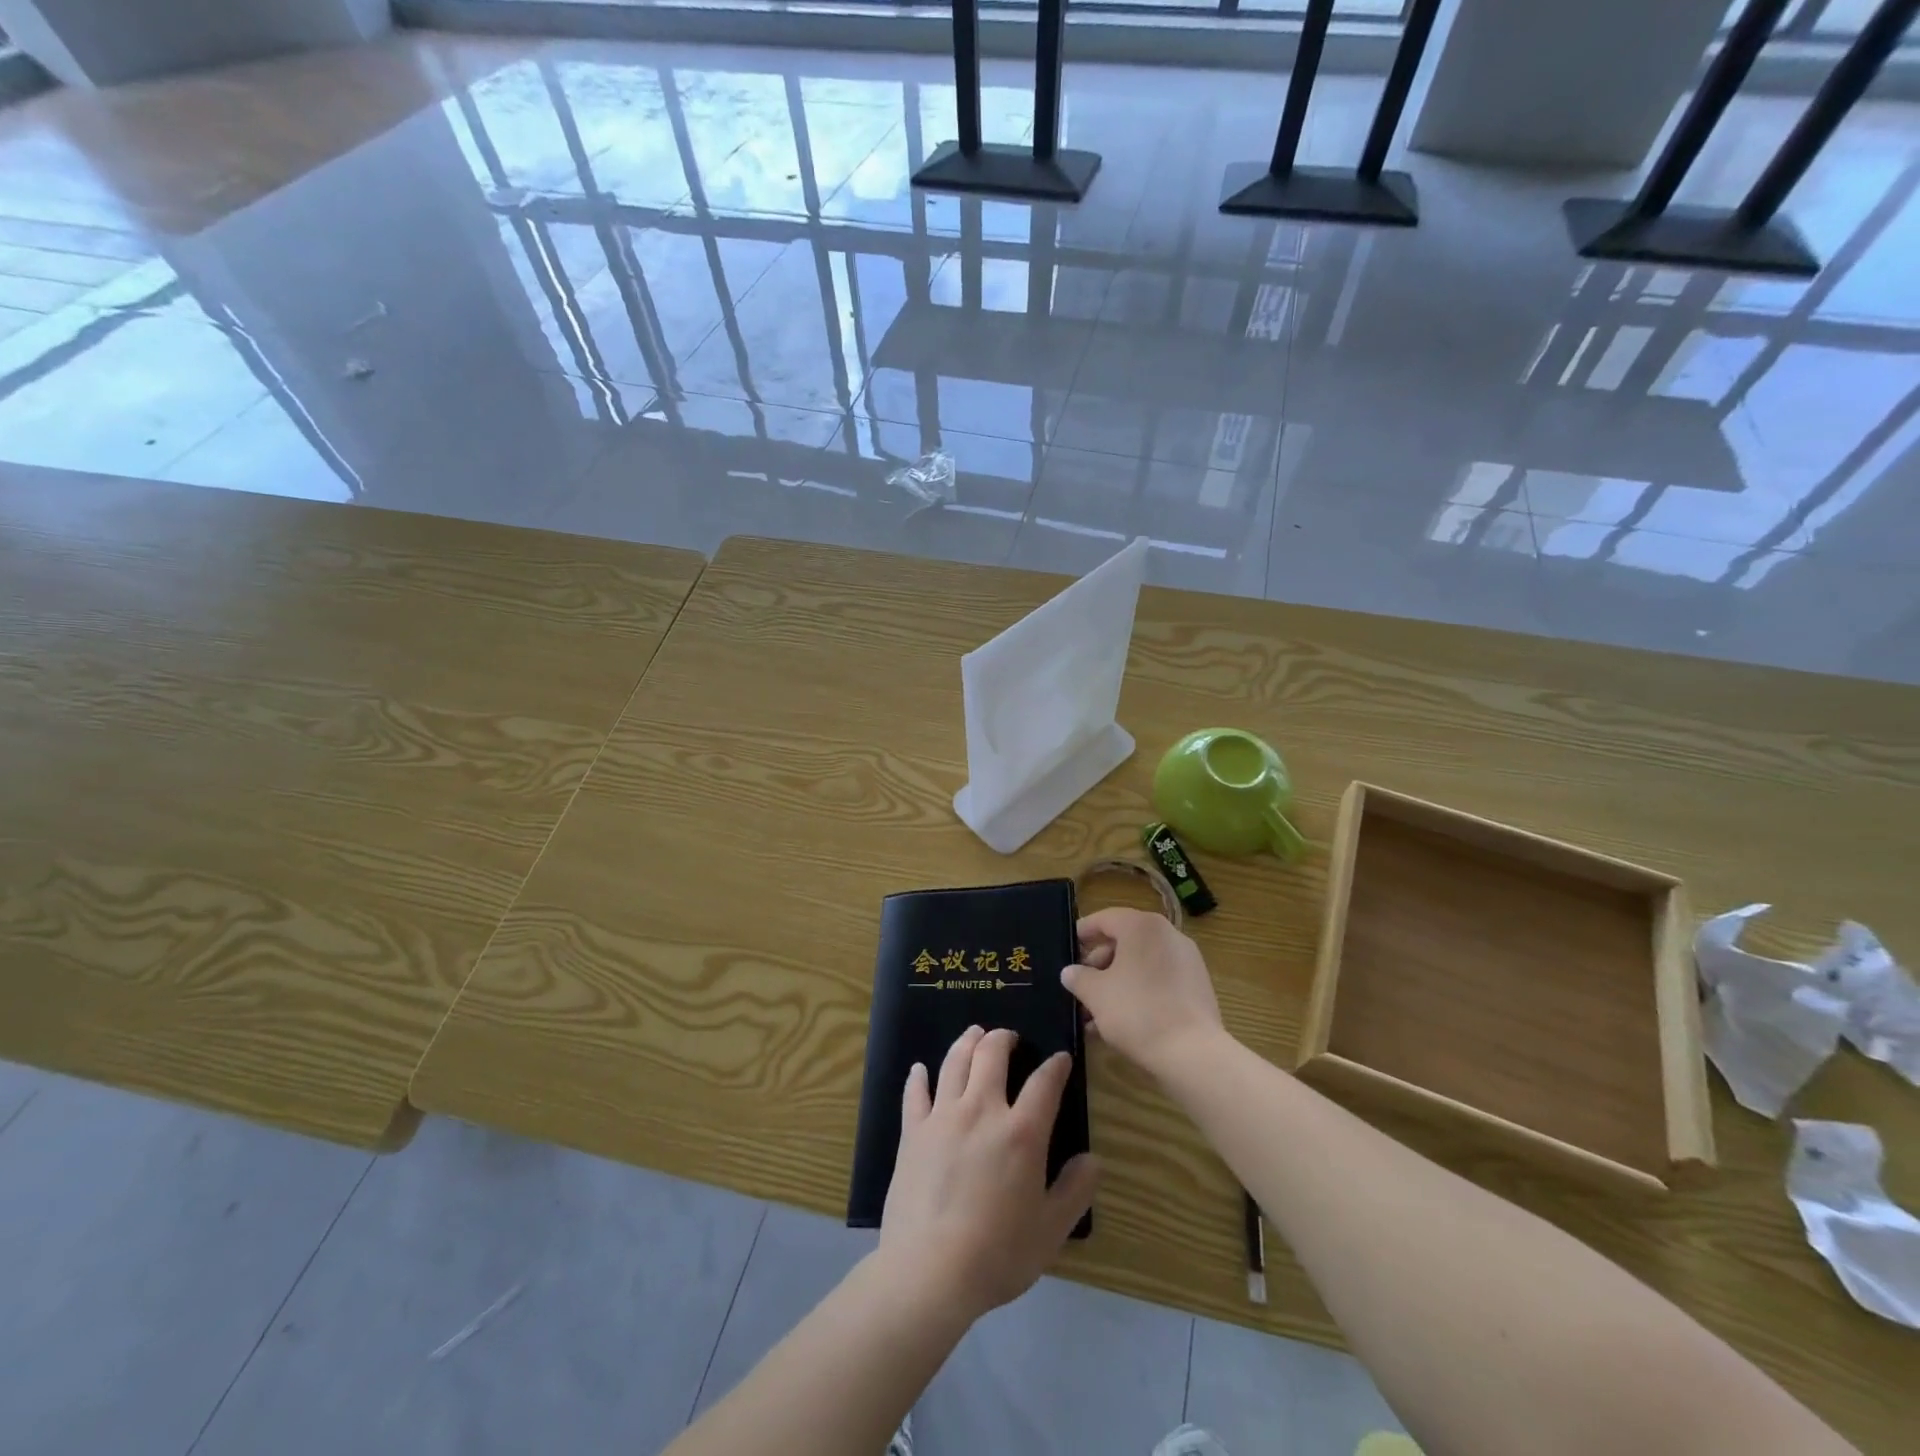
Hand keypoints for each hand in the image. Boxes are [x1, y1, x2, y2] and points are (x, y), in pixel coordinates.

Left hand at [879, 1026, 1099, 1322]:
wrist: (930, 1270)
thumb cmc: (998, 1254)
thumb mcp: (1050, 1230)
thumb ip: (1075, 1191)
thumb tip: (1093, 1159)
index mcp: (1022, 1132)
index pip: (1044, 1083)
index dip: (1056, 1066)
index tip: (1061, 1059)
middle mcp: (982, 1110)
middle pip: (992, 1054)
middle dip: (1004, 1038)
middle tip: (1009, 1036)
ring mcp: (943, 1116)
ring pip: (955, 1062)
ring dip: (967, 1042)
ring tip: (974, 1035)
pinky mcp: (913, 1131)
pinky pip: (915, 1093)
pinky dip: (918, 1077)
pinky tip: (920, 1069)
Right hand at [1063, 908, 1225, 1079]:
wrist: (1193, 1054)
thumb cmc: (1137, 1012)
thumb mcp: (1096, 994)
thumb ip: (1078, 978)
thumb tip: (1070, 972)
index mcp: (1142, 926)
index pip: (1104, 919)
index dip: (1082, 933)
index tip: (1067, 949)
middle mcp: (1168, 935)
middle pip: (1124, 941)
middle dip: (1099, 965)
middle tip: (1080, 987)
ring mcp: (1187, 960)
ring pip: (1141, 964)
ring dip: (1116, 983)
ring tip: (1095, 1013)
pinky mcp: (1197, 986)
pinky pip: (1159, 980)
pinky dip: (1139, 992)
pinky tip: (1121, 1021)